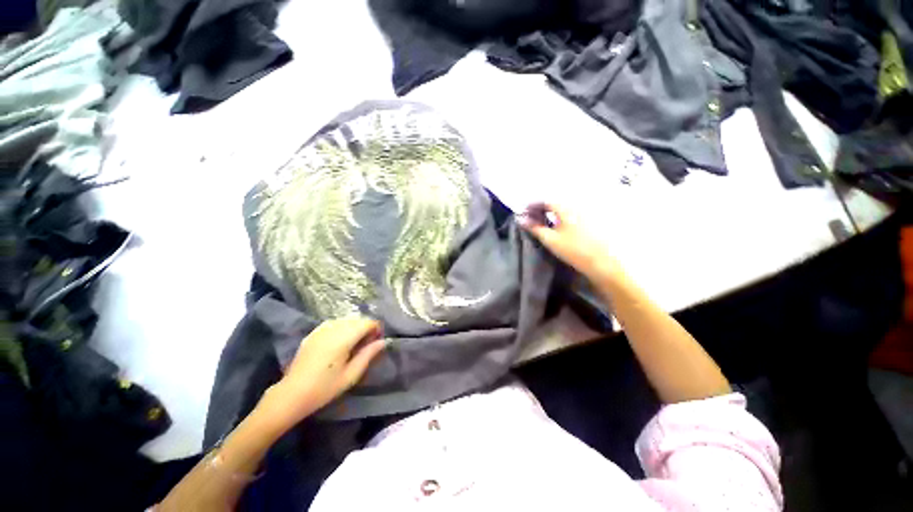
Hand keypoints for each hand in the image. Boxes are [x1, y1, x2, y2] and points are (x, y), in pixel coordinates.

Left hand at [257, 317, 385, 429]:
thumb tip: (383, 342)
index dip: (376, 329)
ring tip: (354, 344)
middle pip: (357, 320)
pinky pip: (333, 323)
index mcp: (343, 338)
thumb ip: (368, 355)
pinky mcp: (313, 333)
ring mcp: (321, 329)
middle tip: (367, 345)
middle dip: (366, 328)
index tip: (377, 342)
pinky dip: (342, 328)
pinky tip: (339, 342)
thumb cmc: (324, 388)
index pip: (367, 323)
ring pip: (346, 320)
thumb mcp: (351, 375)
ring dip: (354, 328)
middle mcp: (333, 328)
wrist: (291, 395)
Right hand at [517, 203, 618, 281]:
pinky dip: (561, 215)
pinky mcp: (591, 220)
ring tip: (542, 220)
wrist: (604, 262)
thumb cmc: (574, 250)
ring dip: (551, 212)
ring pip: (563, 207)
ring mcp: (586, 212)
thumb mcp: (550, 239)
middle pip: (555, 202)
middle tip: (531, 216)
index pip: (545, 200)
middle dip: (541, 207)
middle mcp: (576, 205)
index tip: (523, 212)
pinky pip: (571, 212)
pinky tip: (557, 224)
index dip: (532, 205)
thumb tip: (520, 219)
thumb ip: (534, 227)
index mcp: (566, 207)